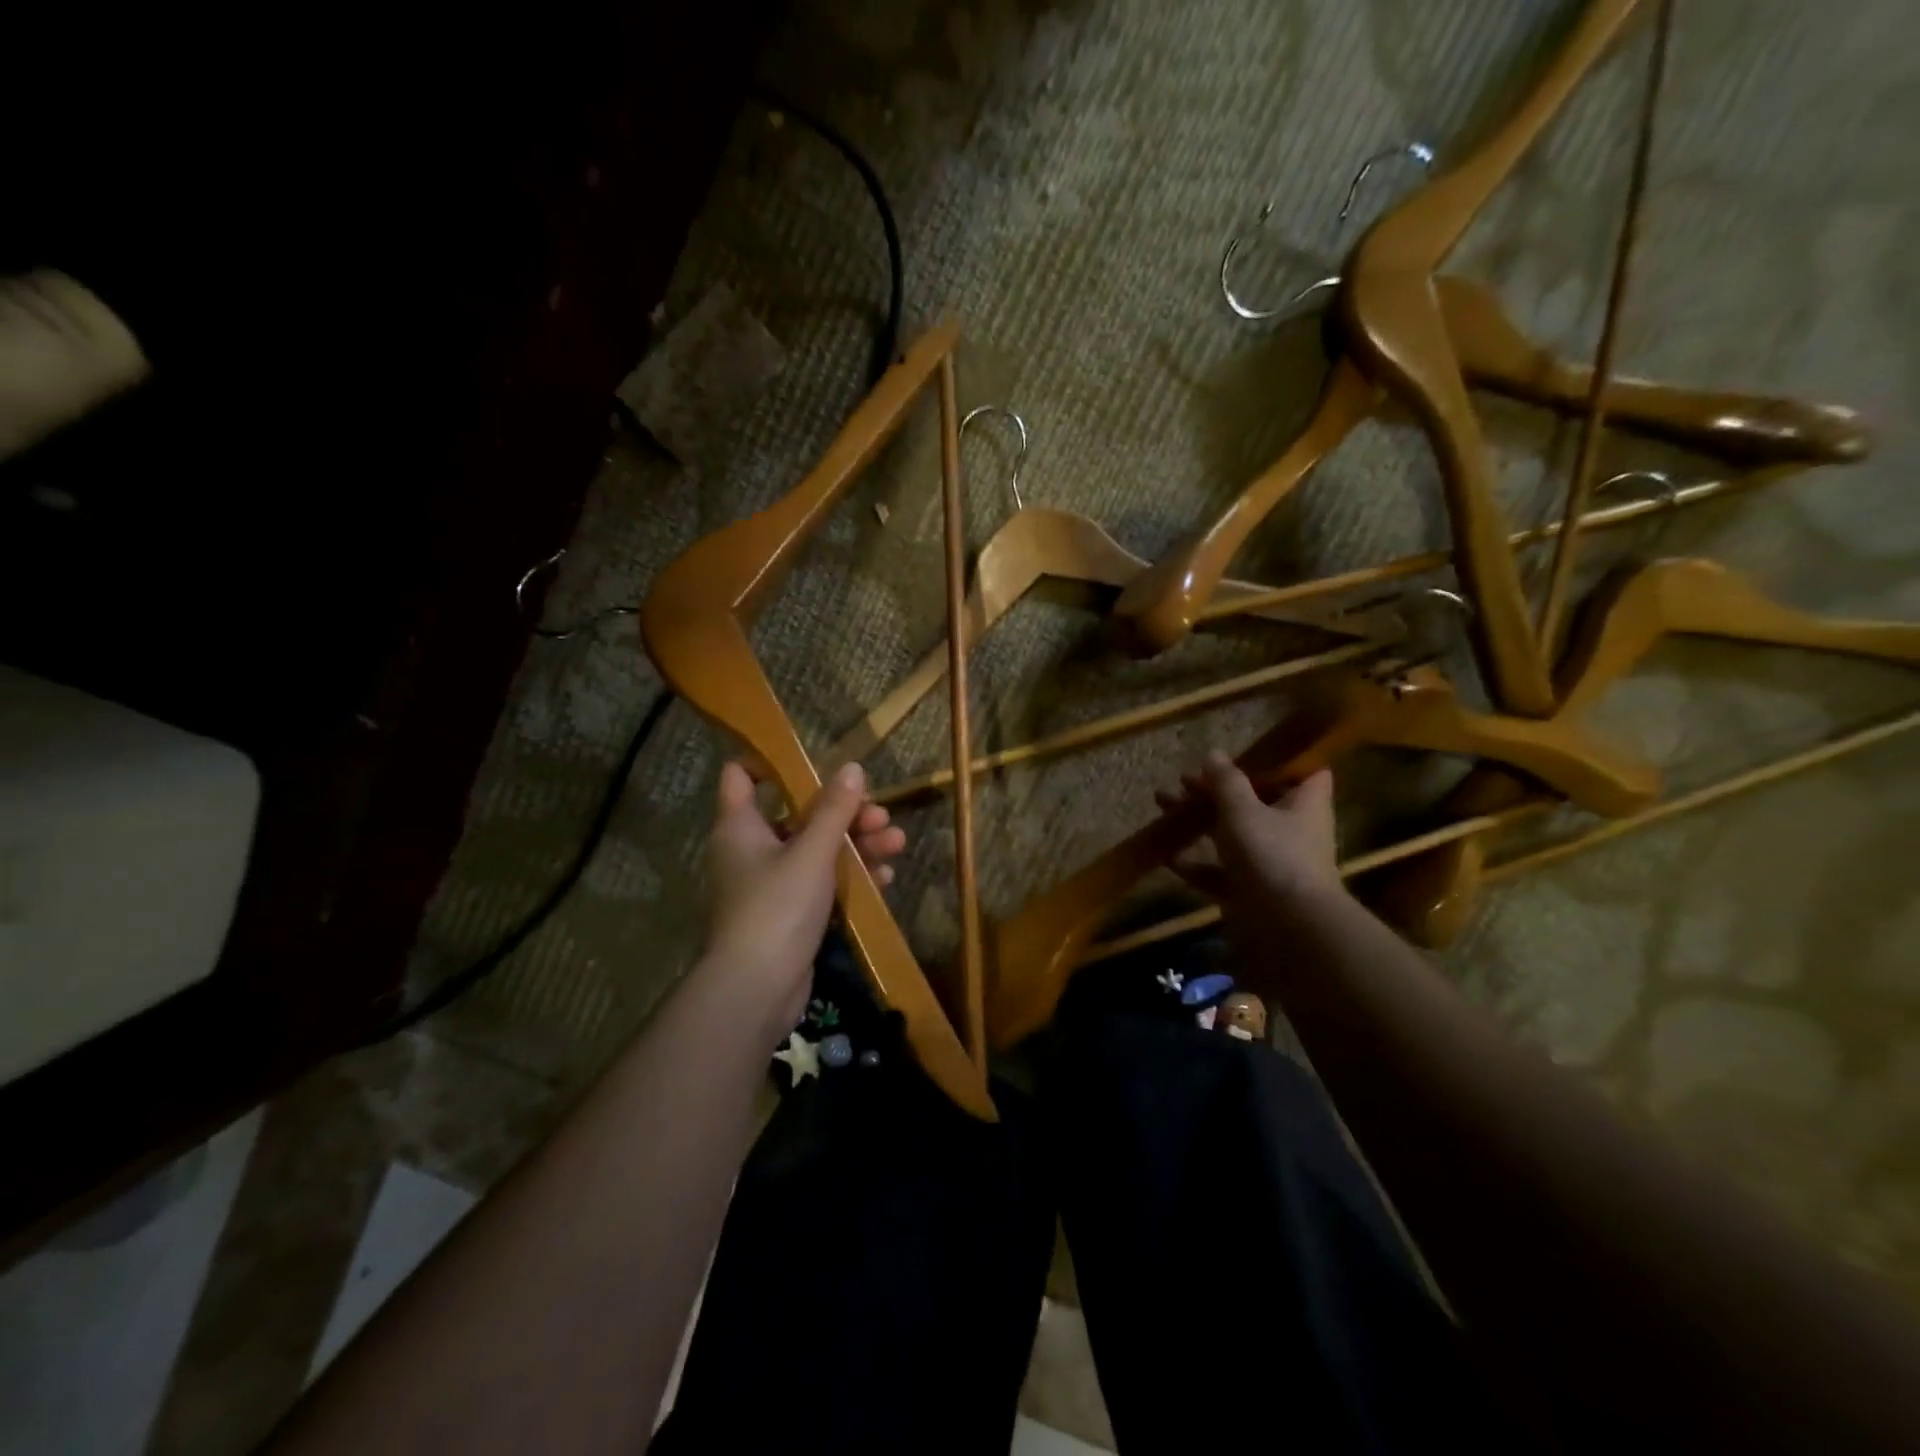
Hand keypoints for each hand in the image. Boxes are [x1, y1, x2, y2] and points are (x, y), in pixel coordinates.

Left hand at [700, 760, 905, 1033]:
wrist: (756, 989)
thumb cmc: (777, 907)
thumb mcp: (811, 853)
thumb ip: (834, 810)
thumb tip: (853, 768)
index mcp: (741, 826)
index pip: (741, 776)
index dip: (769, 762)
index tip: (810, 760)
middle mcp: (751, 849)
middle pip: (798, 814)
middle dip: (844, 813)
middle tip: (881, 815)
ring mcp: (770, 884)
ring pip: (816, 850)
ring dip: (856, 845)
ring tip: (896, 843)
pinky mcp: (788, 913)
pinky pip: (821, 883)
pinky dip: (848, 877)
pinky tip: (884, 878)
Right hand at [1157, 752, 1343, 914]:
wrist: (1288, 926)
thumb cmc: (1272, 853)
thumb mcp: (1242, 809)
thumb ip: (1225, 781)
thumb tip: (1214, 753)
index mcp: (1304, 803)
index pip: (1305, 771)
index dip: (1281, 759)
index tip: (1248, 751)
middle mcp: (1292, 829)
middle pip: (1255, 800)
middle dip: (1217, 789)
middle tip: (1183, 780)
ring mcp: (1272, 862)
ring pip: (1232, 834)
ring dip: (1199, 821)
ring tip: (1162, 805)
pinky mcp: (1252, 891)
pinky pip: (1220, 871)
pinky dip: (1196, 863)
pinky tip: (1167, 855)